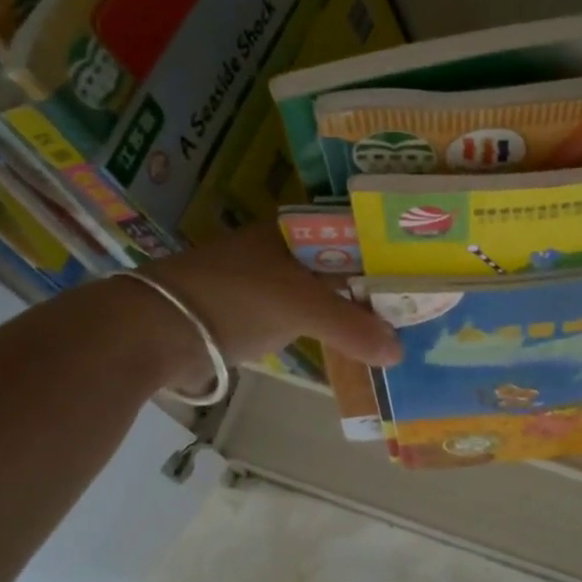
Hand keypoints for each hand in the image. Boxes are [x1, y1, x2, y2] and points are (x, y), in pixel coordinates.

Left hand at [135, 223, 400, 383]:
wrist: (155, 330)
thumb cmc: (235, 298)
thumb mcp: (301, 307)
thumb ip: (354, 328)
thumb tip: (399, 353)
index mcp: (296, 228)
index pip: (358, 229)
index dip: (391, 248)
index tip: (426, 268)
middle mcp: (285, 247)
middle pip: (344, 262)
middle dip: (376, 283)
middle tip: (419, 302)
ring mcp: (268, 279)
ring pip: (325, 291)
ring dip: (354, 308)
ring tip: (397, 324)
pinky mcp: (254, 310)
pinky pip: (306, 315)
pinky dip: (329, 327)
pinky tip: (354, 341)